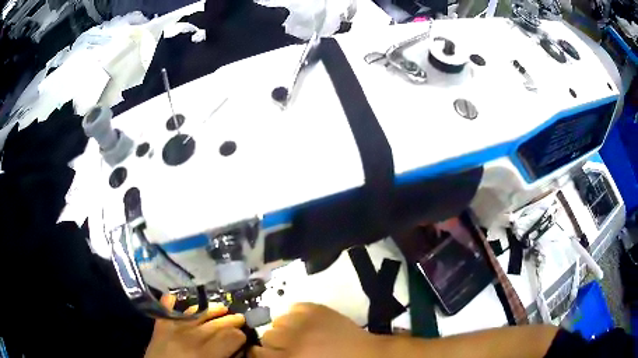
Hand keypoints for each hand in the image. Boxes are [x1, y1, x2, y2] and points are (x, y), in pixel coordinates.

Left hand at [144, 295, 246, 357]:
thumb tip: (237, 350)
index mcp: (206, 354)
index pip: (231, 336)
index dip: (241, 336)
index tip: (244, 337)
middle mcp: (190, 337)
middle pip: (216, 323)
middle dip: (232, 320)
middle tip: (240, 319)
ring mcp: (173, 328)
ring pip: (196, 312)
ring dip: (211, 309)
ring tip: (222, 307)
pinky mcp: (160, 326)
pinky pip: (166, 308)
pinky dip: (171, 301)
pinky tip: (175, 296)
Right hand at [250, 303, 381, 357]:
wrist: (367, 355)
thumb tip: (266, 354)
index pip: (257, 353)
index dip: (260, 353)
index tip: (266, 354)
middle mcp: (293, 339)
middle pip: (266, 335)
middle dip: (274, 342)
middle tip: (286, 346)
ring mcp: (306, 321)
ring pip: (278, 320)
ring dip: (285, 328)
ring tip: (297, 334)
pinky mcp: (318, 308)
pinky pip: (294, 307)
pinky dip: (296, 315)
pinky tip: (306, 323)